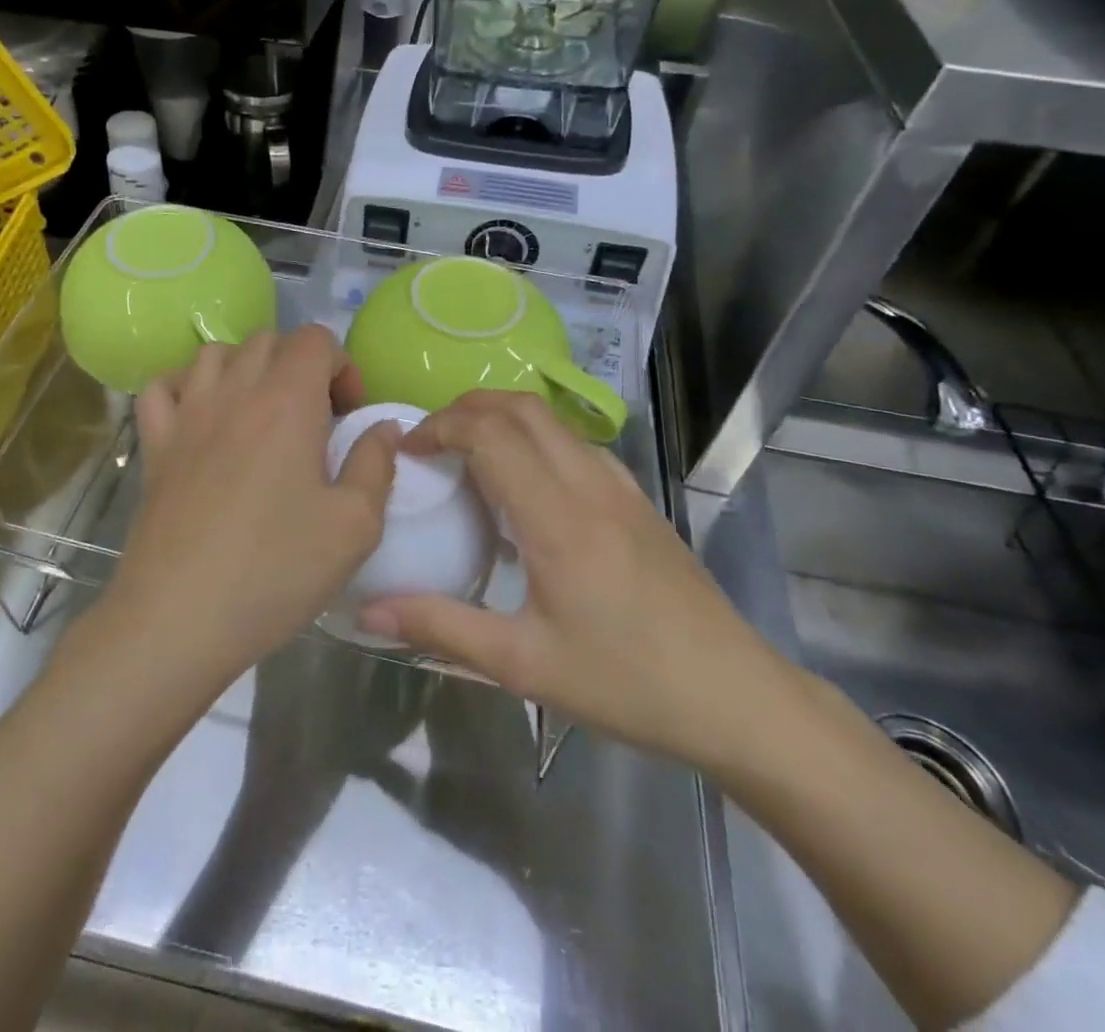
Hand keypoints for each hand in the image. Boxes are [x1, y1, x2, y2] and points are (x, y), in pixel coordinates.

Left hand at [91, 325, 400, 701]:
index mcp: (288, 402)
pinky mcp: (154, 443)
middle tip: (313, 418)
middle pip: (268, 340)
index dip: (341, 365)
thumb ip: (376, 464)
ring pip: (215, 353)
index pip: (315, 339)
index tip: (348, 415)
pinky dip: (186, 385)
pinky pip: (164, 386)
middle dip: (299, 365)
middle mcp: (235, 392)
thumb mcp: (355, 526)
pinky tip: (202, 416)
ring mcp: (187, 414)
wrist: (179, 617)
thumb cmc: (276, 570)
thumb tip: (384, 427)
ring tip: (261, 412)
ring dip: (246, 367)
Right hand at [357, 391, 794, 772]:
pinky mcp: (637, 498)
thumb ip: (441, 627)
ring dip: (501, 418)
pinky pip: (575, 443)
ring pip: (550, 420)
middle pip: (519, 407)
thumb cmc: (625, 682)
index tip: (408, 450)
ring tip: (468, 455)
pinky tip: (525, 484)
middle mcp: (588, 484)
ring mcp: (619, 486)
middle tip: (430, 442)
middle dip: (465, 409)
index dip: (440, 428)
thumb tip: (369, 610)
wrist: (735, 696)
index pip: (488, 434)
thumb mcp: (523, 664)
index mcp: (555, 517)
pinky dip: (535, 437)